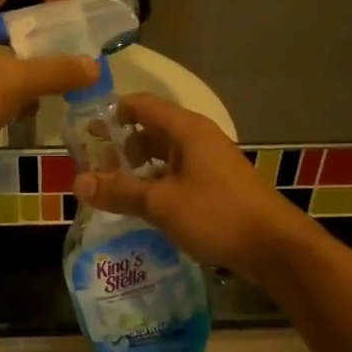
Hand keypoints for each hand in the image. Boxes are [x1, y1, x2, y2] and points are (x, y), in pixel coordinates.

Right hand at [73, 94, 313, 277]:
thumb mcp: (161, 204)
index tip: (83, 134)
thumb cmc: (216, 215)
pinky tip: (142, 206)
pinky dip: (156, 182)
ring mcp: (209, 161)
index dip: (110, 114)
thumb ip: (119, 191)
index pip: (139, 104)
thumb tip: (77, 183)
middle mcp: (198, 137)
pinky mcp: (216, 184)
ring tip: (112, 190)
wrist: (273, 246)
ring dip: (138, 168)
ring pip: (164, 154)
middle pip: (150, 129)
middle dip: (120, 146)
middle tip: (93, 168)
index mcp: (186, 129)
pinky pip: (177, 173)